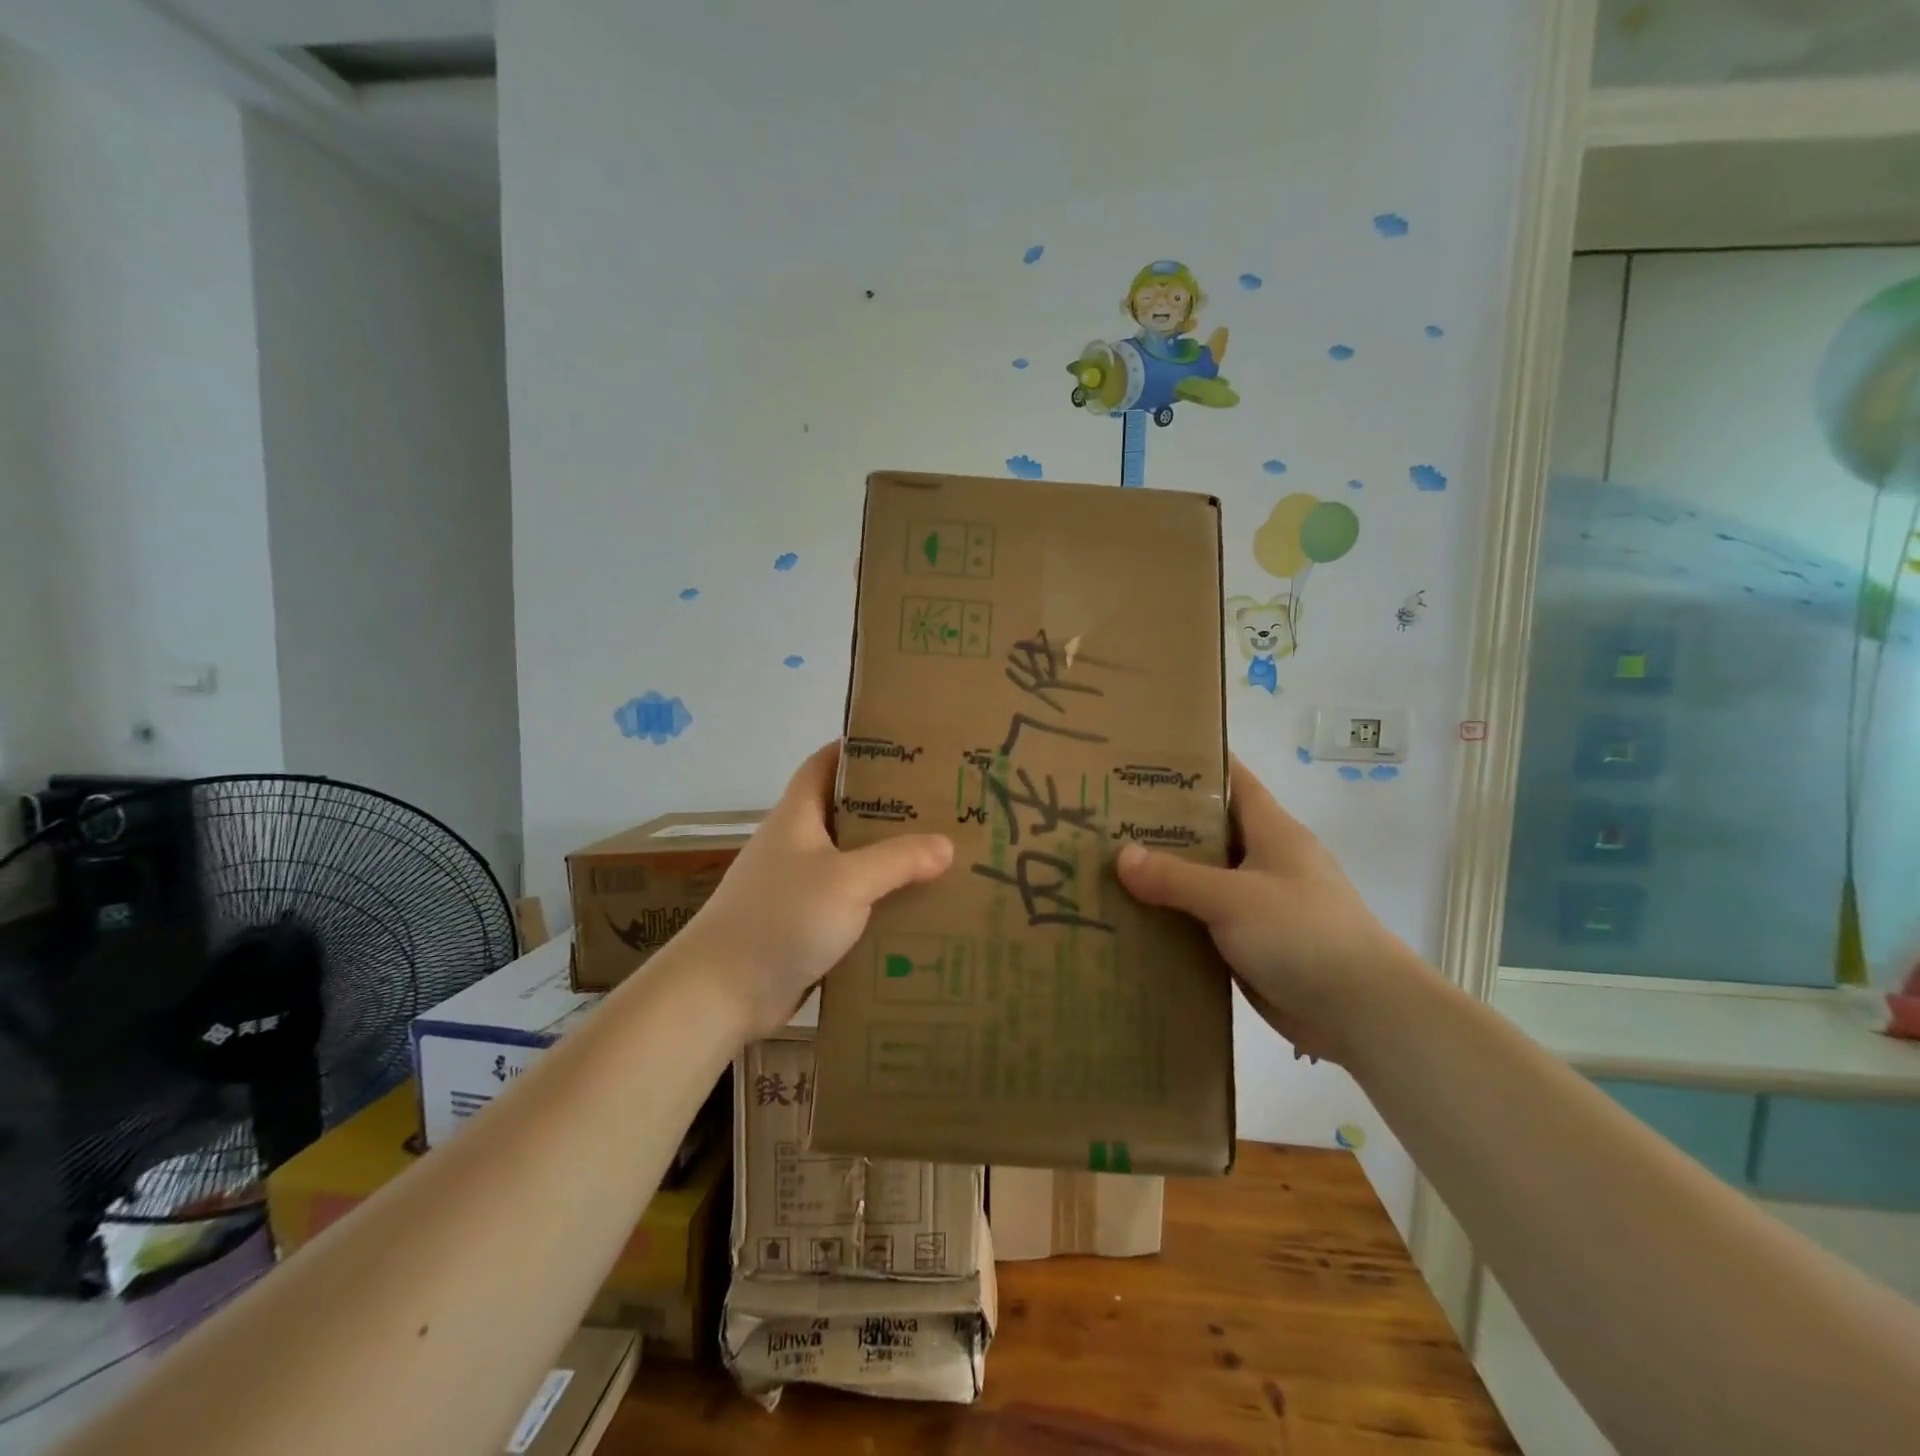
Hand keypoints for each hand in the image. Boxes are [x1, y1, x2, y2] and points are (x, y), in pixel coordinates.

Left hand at [685, 742, 953, 1035]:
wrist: (722, 991)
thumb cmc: (781, 918)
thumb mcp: (847, 881)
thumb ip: (898, 860)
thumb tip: (946, 846)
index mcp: (797, 816)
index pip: (823, 763)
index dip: (856, 749)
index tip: (902, 747)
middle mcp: (795, 844)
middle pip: (844, 812)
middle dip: (887, 807)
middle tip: (938, 806)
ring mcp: (797, 886)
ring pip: (850, 860)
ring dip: (886, 859)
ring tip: (937, 856)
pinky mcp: (803, 924)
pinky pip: (848, 902)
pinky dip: (876, 901)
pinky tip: (912, 909)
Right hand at [1115, 756, 1416, 1064]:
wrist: (1362, 1013)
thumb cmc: (1304, 935)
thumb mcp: (1234, 898)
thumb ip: (1175, 877)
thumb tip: (1121, 857)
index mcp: (1272, 831)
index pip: (1231, 779)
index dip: (1192, 764)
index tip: (1141, 760)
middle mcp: (1264, 859)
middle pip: (1208, 829)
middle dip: (1161, 821)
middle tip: (1105, 816)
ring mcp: (1257, 903)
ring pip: (1201, 877)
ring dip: (1162, 874)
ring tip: (1106, 864)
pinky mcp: (1250, 942)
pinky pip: (1203, 920)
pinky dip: (1173, 916)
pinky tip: (1132, 917)